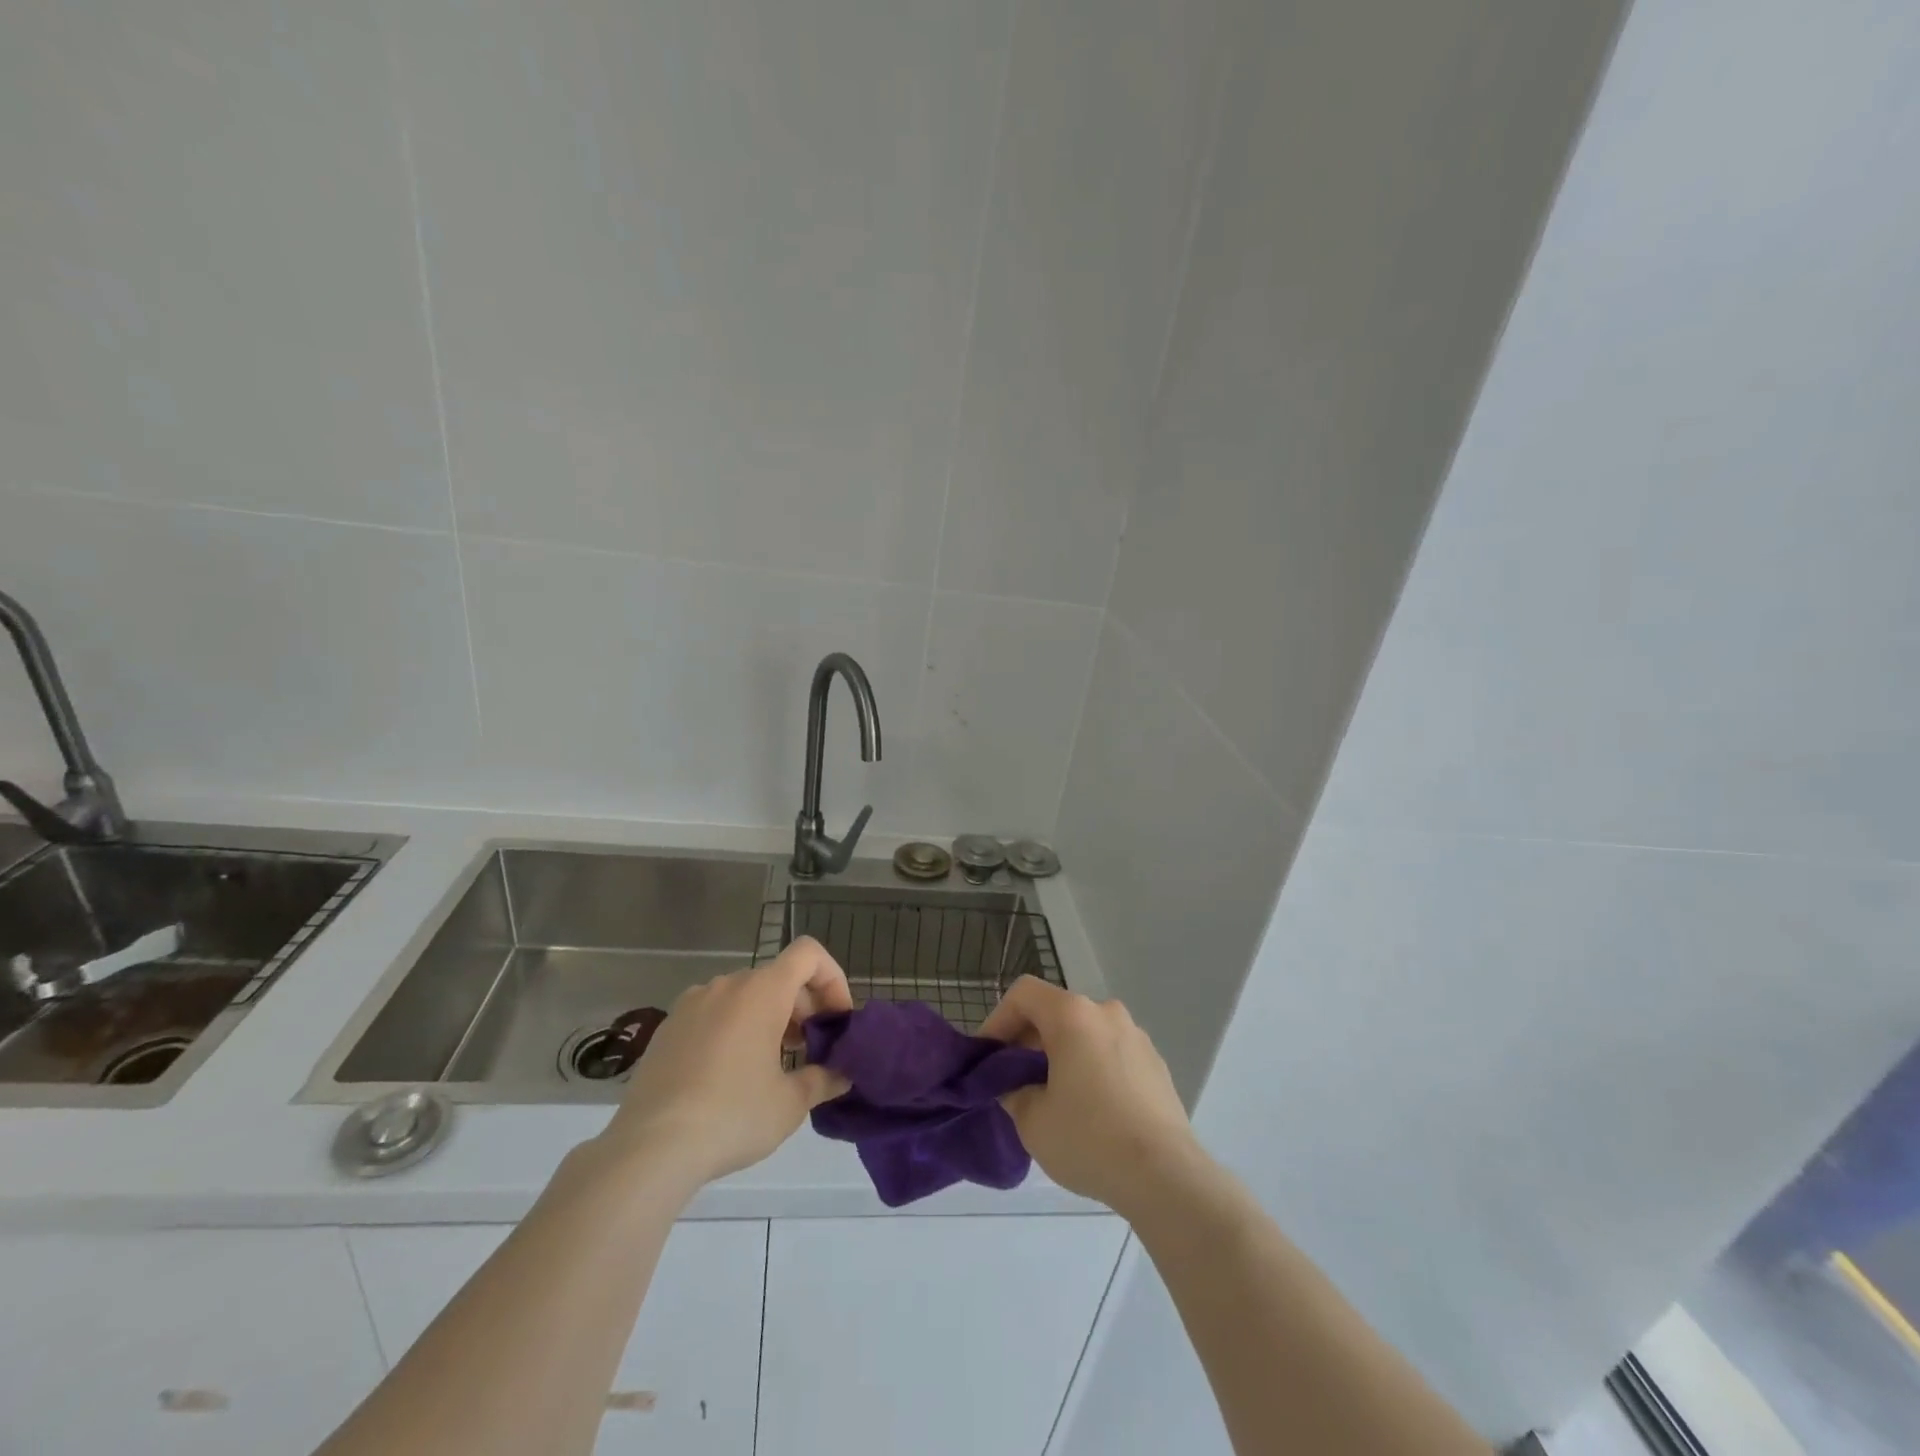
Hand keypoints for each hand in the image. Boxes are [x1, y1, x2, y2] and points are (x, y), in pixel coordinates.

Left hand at [599, 937, 853, 1191]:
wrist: (650, 1148)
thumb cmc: (732, 1115)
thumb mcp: (790, 1104)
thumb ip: (823, 1079)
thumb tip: (842, 1075)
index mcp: (762, 991)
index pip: (808, 953)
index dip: (831, 978)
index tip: (836, 1020)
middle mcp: (727, 985)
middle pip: (778, 976)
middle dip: (802, 1007)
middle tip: (809, 1051)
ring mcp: (692, 1003)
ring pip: (745, 995)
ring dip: (768, 1018)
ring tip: (771, 1065)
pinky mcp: (668, 1027)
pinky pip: (714, 1013)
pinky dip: (734, 1028)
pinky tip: (729, 1075)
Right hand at [979, 977, 1200, 1217]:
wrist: (1166, 1176)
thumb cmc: (1089, 1139)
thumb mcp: (1032, 1120)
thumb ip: (1013, 1092)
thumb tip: (1016, 1086)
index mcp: (1073, 1015)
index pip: (1024, 993)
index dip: (998, 1019)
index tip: (989, 1058)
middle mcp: (1106, 1013)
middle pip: (1055, 1011)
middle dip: (1029, 1041)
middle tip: (1014, 1081)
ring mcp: (1136, 1036)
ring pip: (1084, 1033)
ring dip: (1061, 1055)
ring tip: (1052, 1098)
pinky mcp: (1155, 1064)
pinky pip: (1110, 1053)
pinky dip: (1091, 1068)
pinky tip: (1090, 1111)